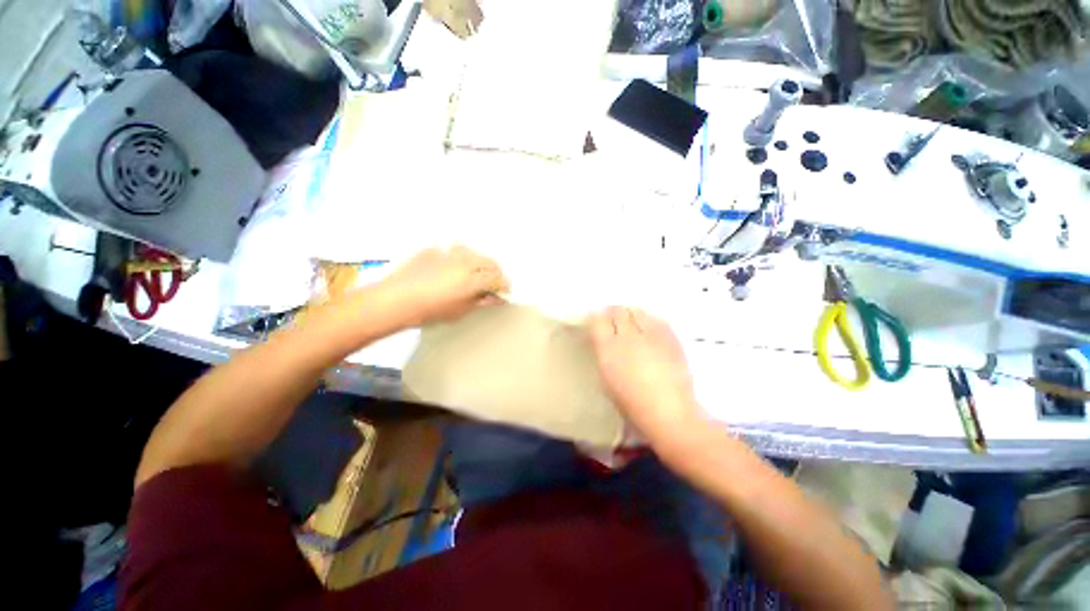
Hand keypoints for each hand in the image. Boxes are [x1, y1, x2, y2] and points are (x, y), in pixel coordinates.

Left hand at [379, 246, 508, 327]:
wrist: (395, 300)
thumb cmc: (427, 310)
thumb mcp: (460, 310)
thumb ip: (482, 301)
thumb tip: (495, 297)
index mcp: (473, 279)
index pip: (498, 279)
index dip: (504, 286)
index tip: (504, 292)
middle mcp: (465, 261)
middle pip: (490, 262)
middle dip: (495, 273)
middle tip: (493, 284)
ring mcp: (449, 253)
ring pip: (474, 253)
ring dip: (479, 262)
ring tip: (475, 274)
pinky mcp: (435, 250)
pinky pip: (453, 252)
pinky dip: (459, 259)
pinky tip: (452, 269)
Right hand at [588, 306, 699, 440]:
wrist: (669, 412)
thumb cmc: (631, 403)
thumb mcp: (607, 378)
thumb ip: (604, 353)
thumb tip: (605, 339)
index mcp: (609, 349)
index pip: (598, 320)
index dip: (597, 317)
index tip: (597, 320)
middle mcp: (629, 336)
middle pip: (618, 310)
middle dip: (614, 313)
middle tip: (614, 320)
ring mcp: (652, 334)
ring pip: (638, 310)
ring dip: (632, 314)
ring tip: (633, 322)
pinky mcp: (671, 337)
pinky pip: (657, 319)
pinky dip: (650, 320)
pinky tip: (651, 330)